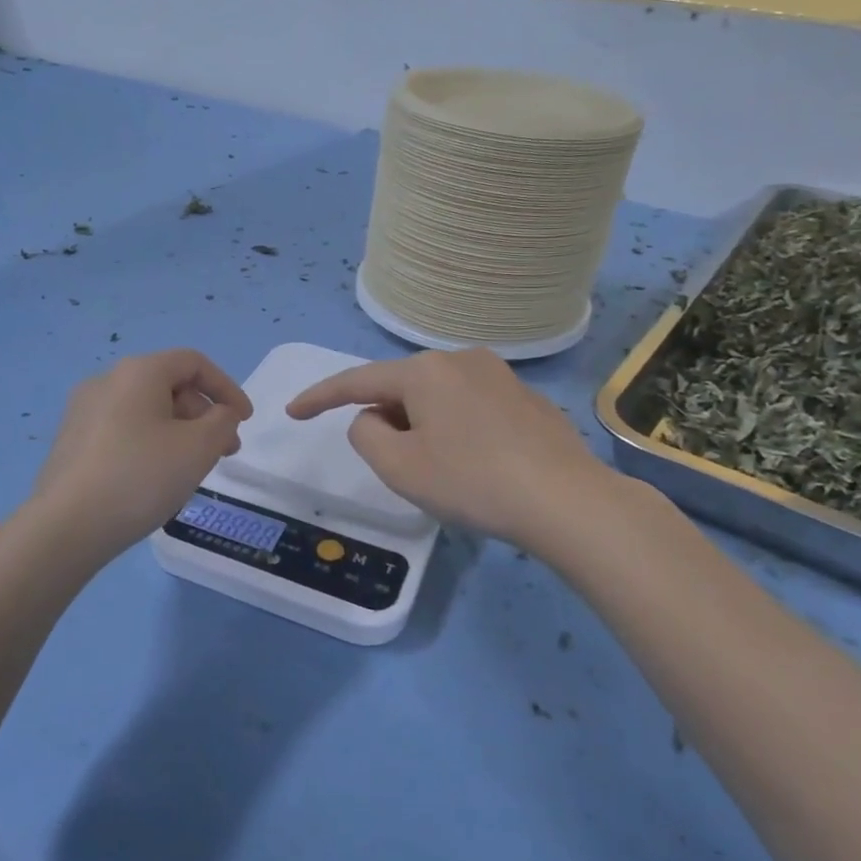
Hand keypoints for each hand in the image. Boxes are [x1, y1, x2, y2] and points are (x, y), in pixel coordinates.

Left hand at [33, 349, 252, 559]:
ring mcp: (83, 411)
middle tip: (224, 451)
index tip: (245, 421)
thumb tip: (220, 414)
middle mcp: (107, 381)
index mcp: (138, 372)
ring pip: (146, 410)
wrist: (66, 526)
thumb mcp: (199, 448)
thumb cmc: (140, 477)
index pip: (194, 363)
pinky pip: (123, 430)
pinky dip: (150, 443)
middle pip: (169, 385)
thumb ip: (223, 422)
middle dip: (204, 415)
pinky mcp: (71, 441)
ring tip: (193, 469)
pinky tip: (156, 478)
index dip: (227, 388)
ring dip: (179, 431)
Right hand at [287, 348, 624, 550]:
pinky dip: (457, 429)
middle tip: (396, 466)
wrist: (567, 501)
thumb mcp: (399, 467)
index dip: (320, 398)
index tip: (292, 412)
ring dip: (423, 426)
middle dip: (387, 421)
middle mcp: (461, 359)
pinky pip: (471, 407)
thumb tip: (374, 419)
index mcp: (424, 371)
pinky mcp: (526, 398)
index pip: (357, 381)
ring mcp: (499, 375)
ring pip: (438, 397)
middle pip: (401, 388)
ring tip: (442, 470)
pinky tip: (478, 465)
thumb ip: (365, 435)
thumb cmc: (472, 482)